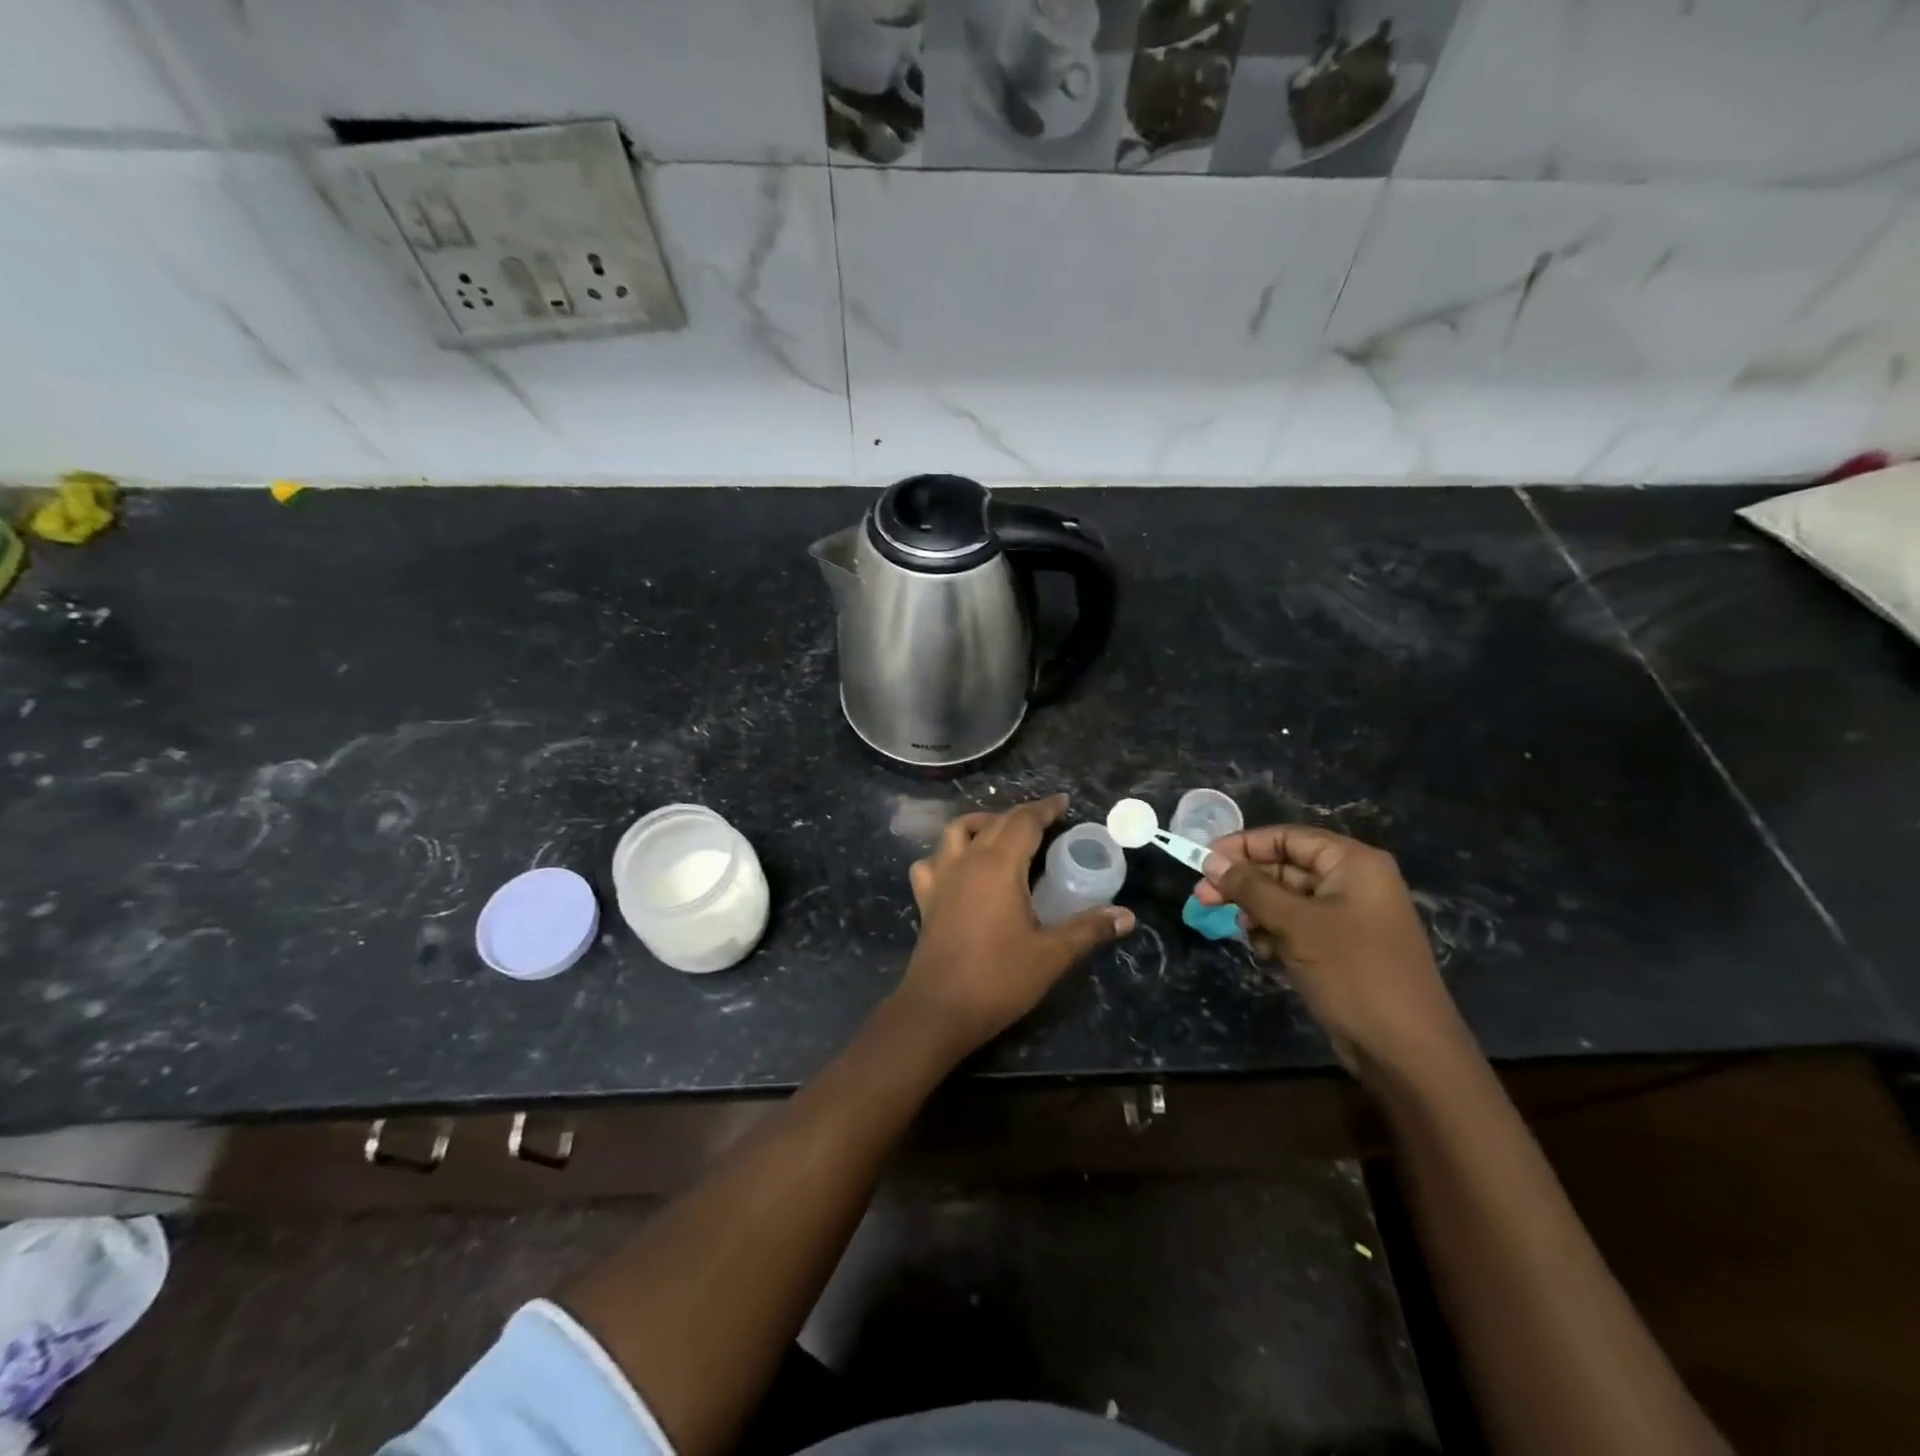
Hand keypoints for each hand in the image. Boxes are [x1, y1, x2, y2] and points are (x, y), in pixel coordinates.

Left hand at [897, 794, 1134, 1059]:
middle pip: (994, 822)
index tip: (1063, 802)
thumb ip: (1088, 929)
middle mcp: (967, 860)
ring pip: (957, 831)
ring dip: (982, 824)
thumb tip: (1127, 916)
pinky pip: (931, 861)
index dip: (1045, 809)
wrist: (939, 1009)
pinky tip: (958, 868)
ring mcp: (941, 877)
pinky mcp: (926, 898)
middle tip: (1047, 821)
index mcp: (999, 865)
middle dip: (1021, 816)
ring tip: (1002, 834)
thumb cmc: (998, 978)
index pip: (1024, 821)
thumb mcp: (1051, 954)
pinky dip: (946, 854)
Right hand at [1194, 826, 1470, 1079]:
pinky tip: (1263, 952)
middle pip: (1285, 867)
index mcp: (1353, 864)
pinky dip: (1274, 934)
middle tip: (1203, 898)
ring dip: (1257, 911)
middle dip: (1244, 883)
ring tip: (1240, 931)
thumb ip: (1250, 888)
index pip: (1288, 838)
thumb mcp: (1295, 924)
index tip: (1204, 862)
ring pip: (1286, 899)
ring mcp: (1348, 917)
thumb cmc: (1353, 972)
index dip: (1244, 846)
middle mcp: (1353, 883)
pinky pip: (1297, 927)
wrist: (1406, 1052)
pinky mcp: (1341, 948)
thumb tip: (1210, 861)